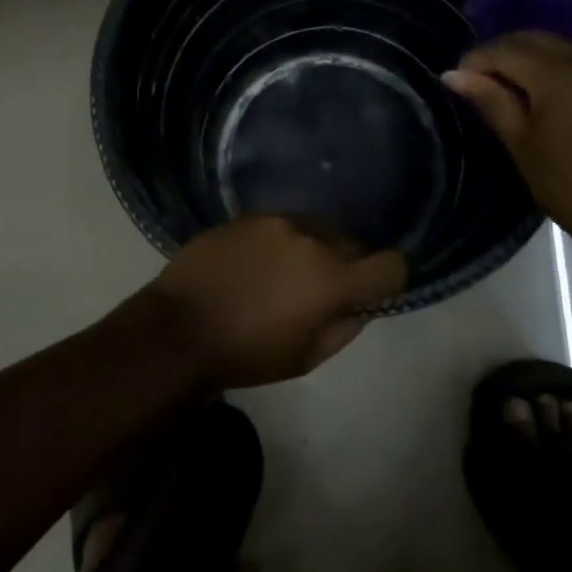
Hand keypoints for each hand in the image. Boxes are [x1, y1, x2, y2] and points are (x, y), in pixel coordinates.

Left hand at [142, 215, 406, 388]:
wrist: (180, 328)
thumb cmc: (248, 354)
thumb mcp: (307, 357)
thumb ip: (345, 326)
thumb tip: (361, 304)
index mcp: (332, 278)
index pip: (390, 265)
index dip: (388, 279)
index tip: (372, 291)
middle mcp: (312, 238)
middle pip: (351, 244)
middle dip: (346, 265)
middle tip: (320, 290)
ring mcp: (277, 220)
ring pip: (316, 229)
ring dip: (313, 249)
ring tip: (284, 275)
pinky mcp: (248, 215)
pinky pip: (282, 224)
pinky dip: (281, 241)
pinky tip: (257, 263)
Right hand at [444, 31, 571, 256]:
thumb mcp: (522, 144)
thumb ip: (490, 101)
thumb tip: (452, 74)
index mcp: (556, 73)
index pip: (503, 49)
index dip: (473, 61)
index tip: (453, 82)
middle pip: (530, 40)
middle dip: (498, 54)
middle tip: (474, 84)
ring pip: (553, 47)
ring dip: (523, 58)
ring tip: (500, 89)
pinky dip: (548, 67)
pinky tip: (535, 95)